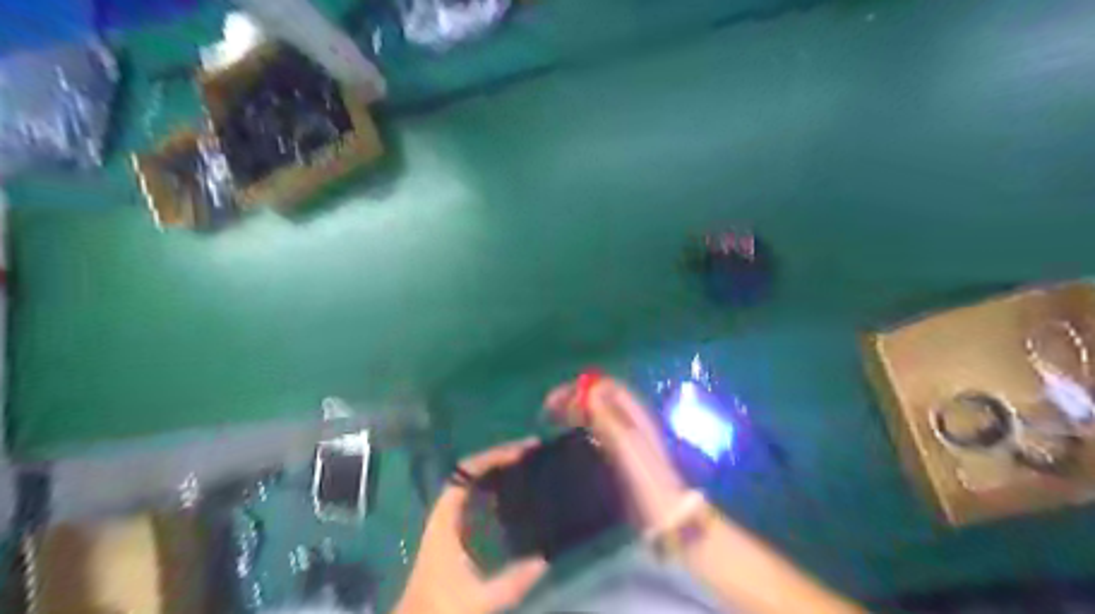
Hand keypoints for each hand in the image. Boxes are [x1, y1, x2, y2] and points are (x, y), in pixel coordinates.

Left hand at [393, 439, 546, 611]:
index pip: (467, 472)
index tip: (521, 452)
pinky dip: (496, 485)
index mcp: (446, 519)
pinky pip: (476, 496)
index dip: (493, 457)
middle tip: (532, 451)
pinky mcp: (455, 530)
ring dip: (498, 468)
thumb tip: (546, 558)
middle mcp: (446, 511)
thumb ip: (512, 582)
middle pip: (471, 470)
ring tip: (528, 462)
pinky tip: (516, 490)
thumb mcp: (480, 600)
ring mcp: (450, 519)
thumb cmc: (441, 608)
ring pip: (474, 481)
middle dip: (501, 456)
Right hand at [546, 375, 685, 532]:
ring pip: (596, 414)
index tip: (555, 399)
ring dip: (574, 411)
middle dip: (572, 397)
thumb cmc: (645, 478)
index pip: (604, 386)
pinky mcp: (619, 456)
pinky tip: (568, 439)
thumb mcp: (625, 444)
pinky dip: (579, 428)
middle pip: (598, 398)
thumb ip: (607, 416)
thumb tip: (589, 390)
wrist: (664, 516)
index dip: (579, 388)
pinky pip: (595, 432)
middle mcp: (629, 420)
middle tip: (548, 409)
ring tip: (552, 421)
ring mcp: (625, 438)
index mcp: (633, 413)